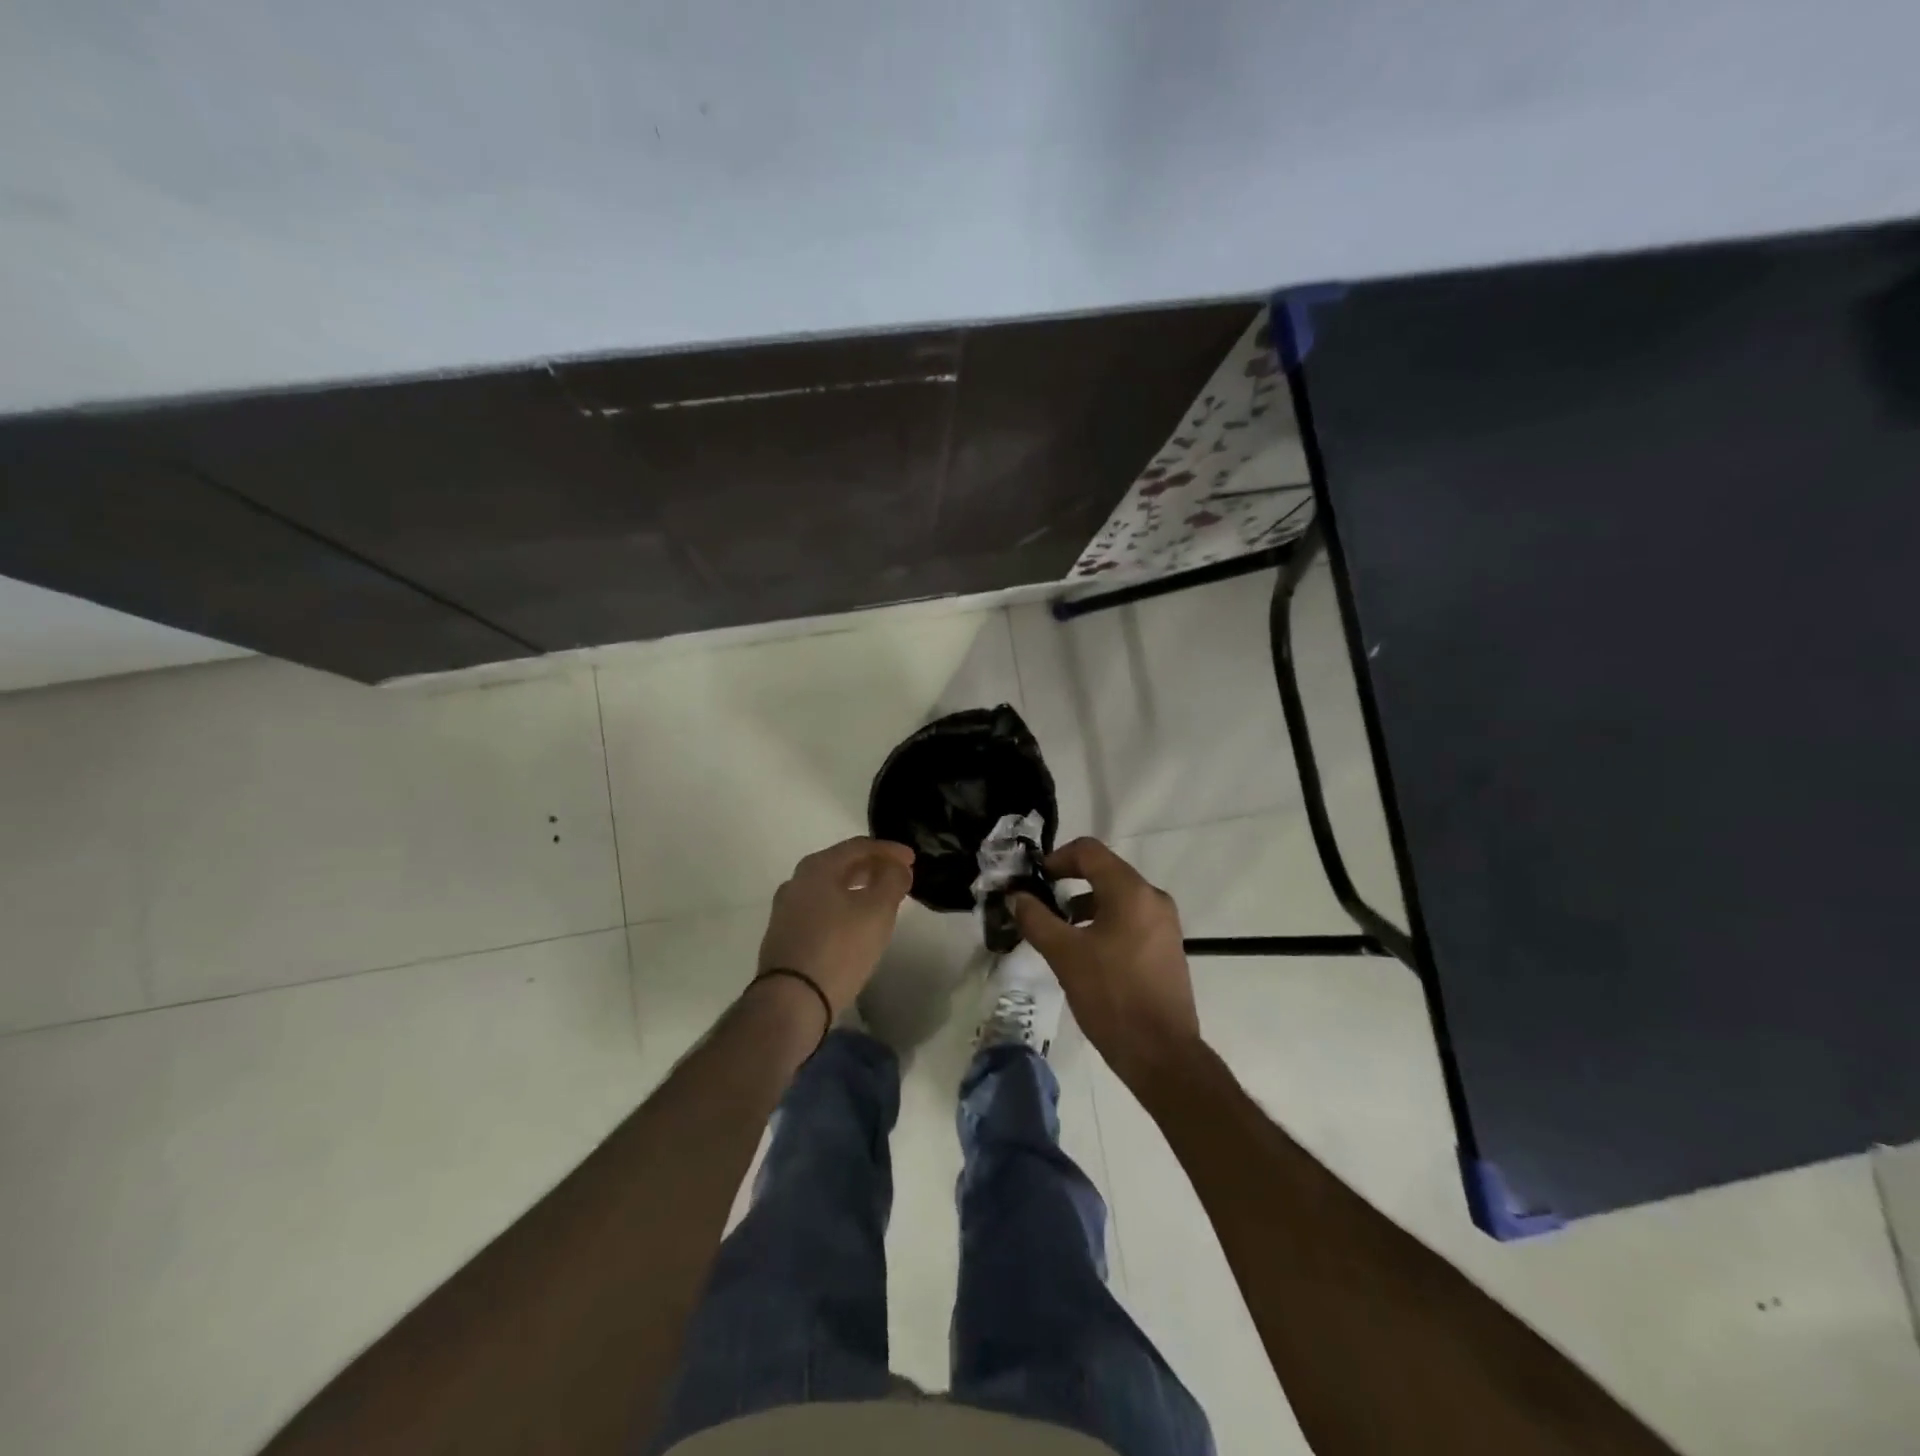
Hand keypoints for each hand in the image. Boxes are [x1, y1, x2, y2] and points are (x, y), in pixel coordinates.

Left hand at [757, 838, 915, 1017]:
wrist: (791, 1000)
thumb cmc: (839, 948)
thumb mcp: (877, 910)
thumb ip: (892, 880)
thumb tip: (896, 867)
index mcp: (817, 867)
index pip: (859, 846)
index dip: (889, 850)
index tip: (912, 859)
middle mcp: (796, 881)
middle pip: (842, 864)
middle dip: (873, 868)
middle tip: (899, 877)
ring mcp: (786, 909)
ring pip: (830, 888)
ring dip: (858, 888)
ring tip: (881, 900)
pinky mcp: (784, 935)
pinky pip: (820, 909)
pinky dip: (843, 907)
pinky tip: (856, 923)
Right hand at [1011, 838, 1201, 1088]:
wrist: (1162, 1054)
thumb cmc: (1112, 996)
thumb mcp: (1065, 955)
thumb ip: (1036, 919)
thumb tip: (1016, 896)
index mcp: (1131, 891)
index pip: (1089, 851)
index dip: (1056, 858)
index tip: (1034, 880)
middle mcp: (1152, 899)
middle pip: (1104, 872)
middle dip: (1068, 884)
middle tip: (1039, 904)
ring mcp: (1164, 925)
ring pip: (1116, 899)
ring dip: (1084, 906)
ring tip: (1057, 932)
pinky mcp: (1166, 948)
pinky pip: (1129, 920)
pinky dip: (1103, 924)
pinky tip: (1084, 953)